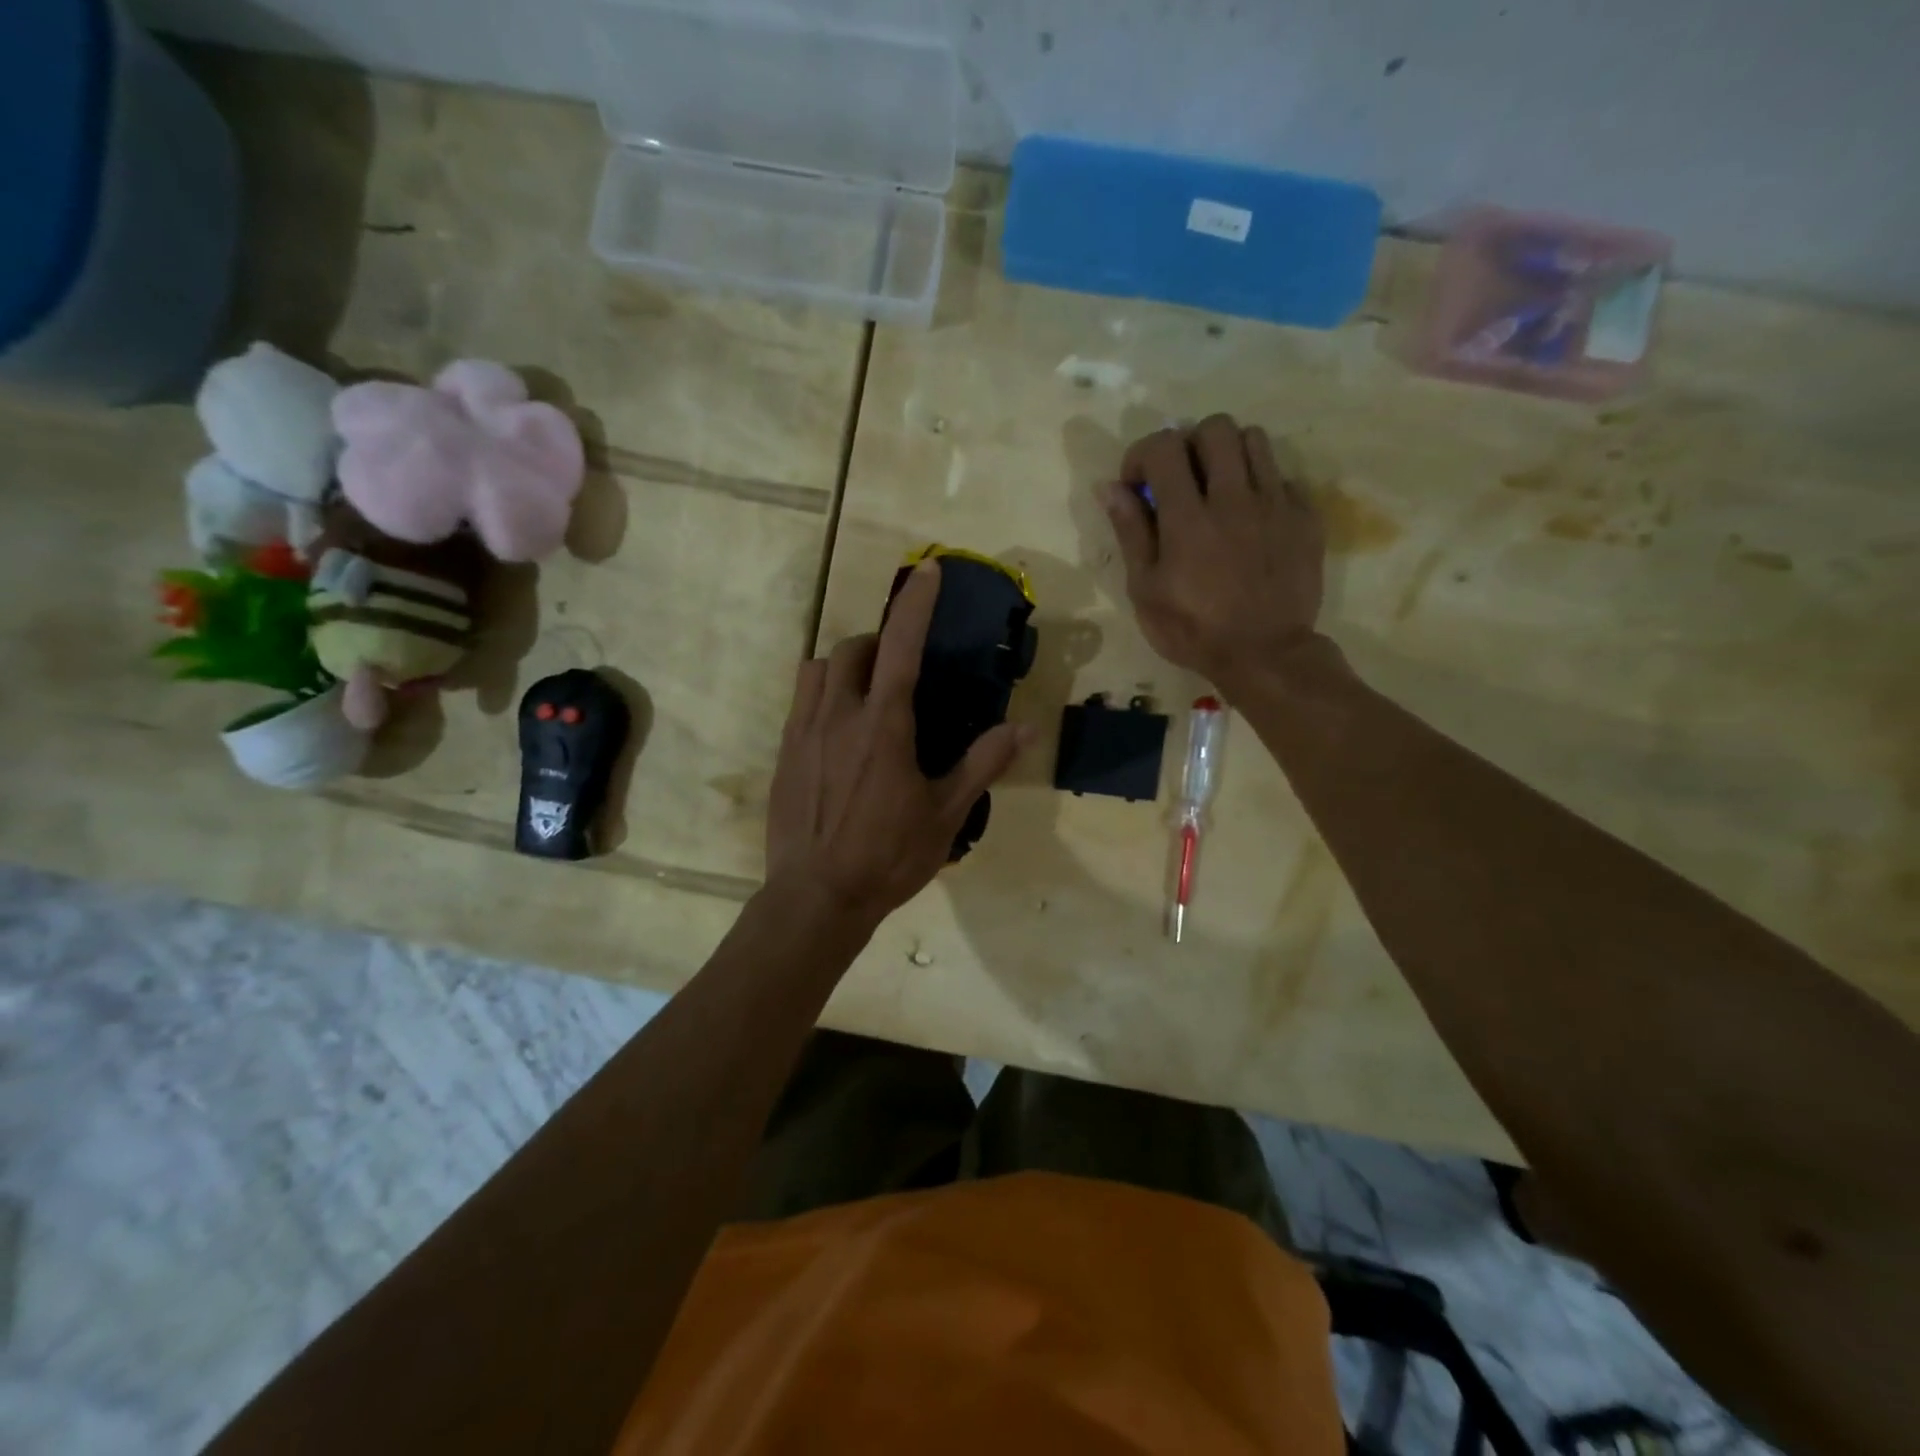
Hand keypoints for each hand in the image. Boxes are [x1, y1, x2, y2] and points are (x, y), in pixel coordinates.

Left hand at [766, 561, 1027, 931]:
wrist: (817, 897)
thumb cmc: (888, 856)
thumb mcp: (946, 814)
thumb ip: (982, 764)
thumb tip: (1024, 728)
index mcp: (884, 724)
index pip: (901, 645)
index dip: (916, 604)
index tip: (928, 572)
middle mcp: (839, 714)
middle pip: (853, 649)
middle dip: (878, 643)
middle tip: (898, 668)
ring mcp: (804, 731)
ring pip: (818, 668)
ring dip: (845, 665)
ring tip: (864, 691)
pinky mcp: (783, 752)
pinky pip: (800, 699)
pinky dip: (822, 692)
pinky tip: (837, 727)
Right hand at [1101, 414, 1326, 690]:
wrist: (1265, 656)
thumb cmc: (1193, 630)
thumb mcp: (1145, 590)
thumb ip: (1130, 532)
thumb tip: (1110, 487)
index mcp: (1188, 518)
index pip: (1164, 446)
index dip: (1143, 455)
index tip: (1138, 486)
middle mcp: (1234, 498)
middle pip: (1215, 427)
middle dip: (1188, 444)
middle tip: (1181, 481)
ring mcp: (1275, 504)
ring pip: (1254, 440)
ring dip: (1228, 455)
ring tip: (1218, 489)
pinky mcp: (1304, 518)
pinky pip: (1283, 476)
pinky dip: (1260, 485)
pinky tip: (1250, 519)